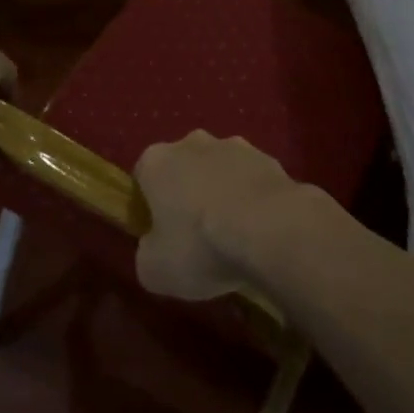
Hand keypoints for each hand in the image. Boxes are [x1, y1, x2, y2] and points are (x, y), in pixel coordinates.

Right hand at [132, 131, 313, 300]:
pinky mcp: (269, 158)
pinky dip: (252, 199)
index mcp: (156, 161)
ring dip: (222, 193)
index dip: (148, 206)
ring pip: (220, 170)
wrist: (271, 229)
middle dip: (187, 194)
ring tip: (233, 236)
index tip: (159, 235)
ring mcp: (234, 146)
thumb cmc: (200, 246)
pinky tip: (261, 230)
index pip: (142, 177)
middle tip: (195, 236)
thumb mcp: (154, 270)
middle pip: (183, 168)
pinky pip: (251, 180)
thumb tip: (155, 249)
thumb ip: (147, 254)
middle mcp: (192, 142)